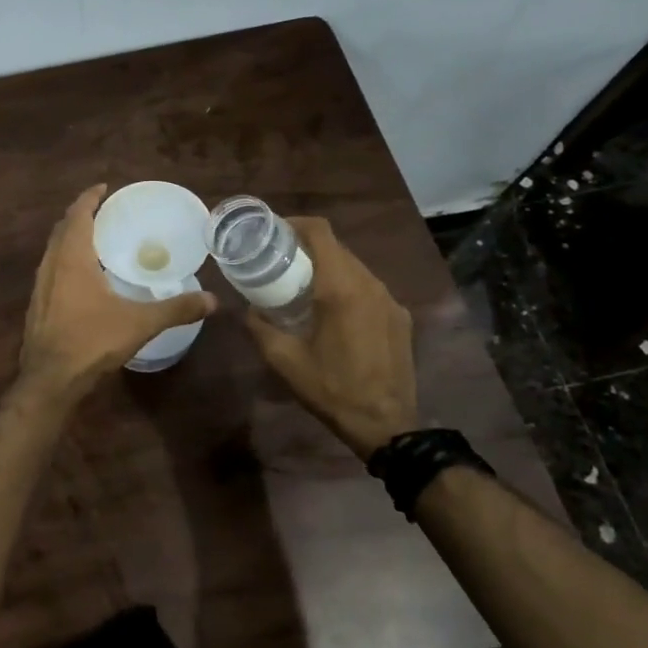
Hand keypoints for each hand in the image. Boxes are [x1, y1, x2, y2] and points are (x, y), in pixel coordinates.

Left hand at [19, 185, 215, 404]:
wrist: (49, 380)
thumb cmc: (92, 342)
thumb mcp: (139, 323)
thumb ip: (176, 308)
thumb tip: (213, 300)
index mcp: (72, 258)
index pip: (78, 215)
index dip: (89, 198)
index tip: (104, 188)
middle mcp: (51, 265)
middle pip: (62, 228)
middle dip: (81, 215)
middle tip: (105, 212)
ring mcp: (40, 286)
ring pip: (53, 250)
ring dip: (70, 238)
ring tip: (95, 240)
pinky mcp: (36, 305)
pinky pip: (50, 270)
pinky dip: (65, 260)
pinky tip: (82, 278)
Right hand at [244, 216, 416, 460]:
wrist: (387, 424)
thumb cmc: (331, 388)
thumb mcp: (284, 359)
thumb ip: (260, 327)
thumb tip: (247, 309)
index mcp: (341, 288)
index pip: (321, 233)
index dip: (296, 223)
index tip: (274, 231)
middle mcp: (370, 284)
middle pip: (338, 248)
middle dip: (308, 247)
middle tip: (281, 260)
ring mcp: (390, 300)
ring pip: (356, 267)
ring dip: (329, 267)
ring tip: (304, 284)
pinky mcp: (400, 317)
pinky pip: (370, 289)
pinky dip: (348, 287)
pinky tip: (333, 311)